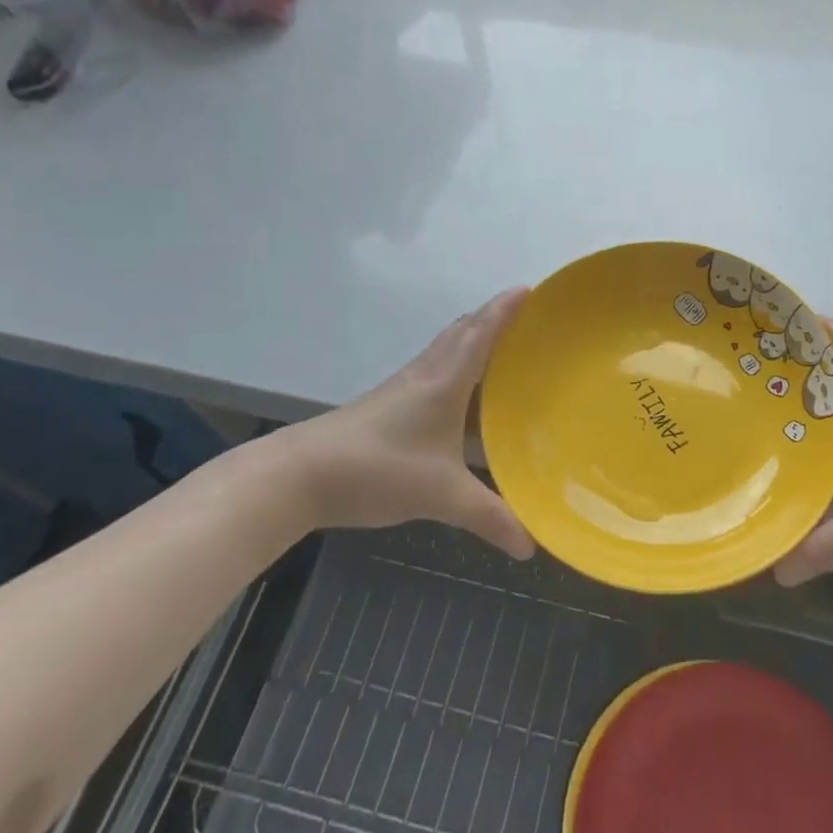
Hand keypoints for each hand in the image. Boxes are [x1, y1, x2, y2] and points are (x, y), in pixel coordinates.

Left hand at [281, 290, 534, 559]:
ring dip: (472, 339)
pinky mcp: (387, 405)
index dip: (505, 309)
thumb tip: (530, 544)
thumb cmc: (378, 469)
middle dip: (492, 317)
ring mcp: (402, 389)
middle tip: (524, 316)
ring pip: (444, 350)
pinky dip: (454, 366)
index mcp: (444, 382)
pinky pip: (432, 371)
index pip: (481, 334)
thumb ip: (488, 517)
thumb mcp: (440, 495)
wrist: (301, 474)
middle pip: (462, 333)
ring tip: (501, 347)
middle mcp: (424, 375)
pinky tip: (460, 394)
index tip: (530, 288)